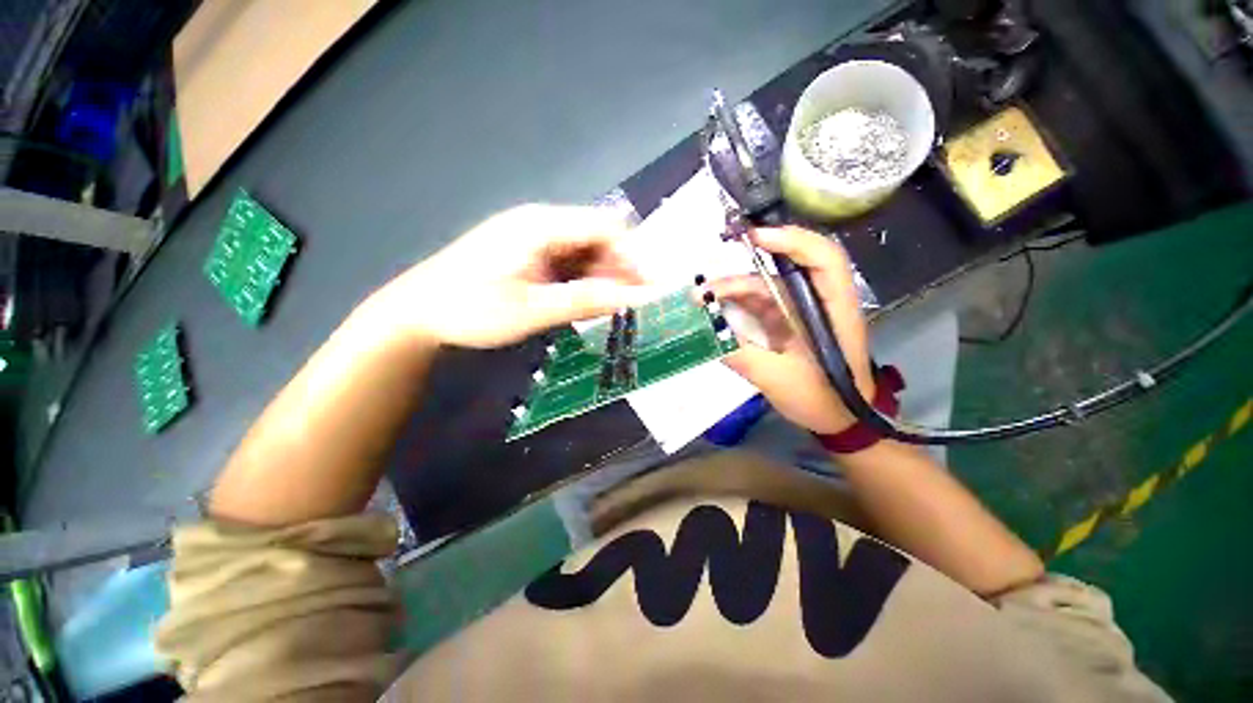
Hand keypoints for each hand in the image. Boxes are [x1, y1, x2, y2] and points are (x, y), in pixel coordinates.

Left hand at [372, 204, 654, 347]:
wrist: (417, 312)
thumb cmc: (471, 309)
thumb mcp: (533, 309)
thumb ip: (586, 300)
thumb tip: (634, 297)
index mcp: (541, 226)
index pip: (605, 228)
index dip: (632, 255)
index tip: (649, 288)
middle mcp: (541, 223)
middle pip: (597, 237)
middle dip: (621, 268)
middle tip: (634, 303)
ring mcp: (533, 238)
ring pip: (584, 250)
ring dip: (603, 276)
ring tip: (614, 307)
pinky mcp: (527, 253)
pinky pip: (568, 261)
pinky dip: (584, 279)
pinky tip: (587, 300)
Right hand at [710, 227, 874, 433]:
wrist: (839, 419)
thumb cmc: (823, 399)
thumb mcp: (779, 380)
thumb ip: (743, 357)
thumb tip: (707, 337)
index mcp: (833, 309)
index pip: (824, 260)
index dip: (793, 241)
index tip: (756, 239)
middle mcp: (817, 301)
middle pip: (783, 271)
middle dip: (741, 275)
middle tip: (704, 288)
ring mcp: (800, 310)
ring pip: (765, 288)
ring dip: (732, 292)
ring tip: (700, 300)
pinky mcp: (786, 321)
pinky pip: (759, 305)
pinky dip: (735, 306)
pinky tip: (713, 311)